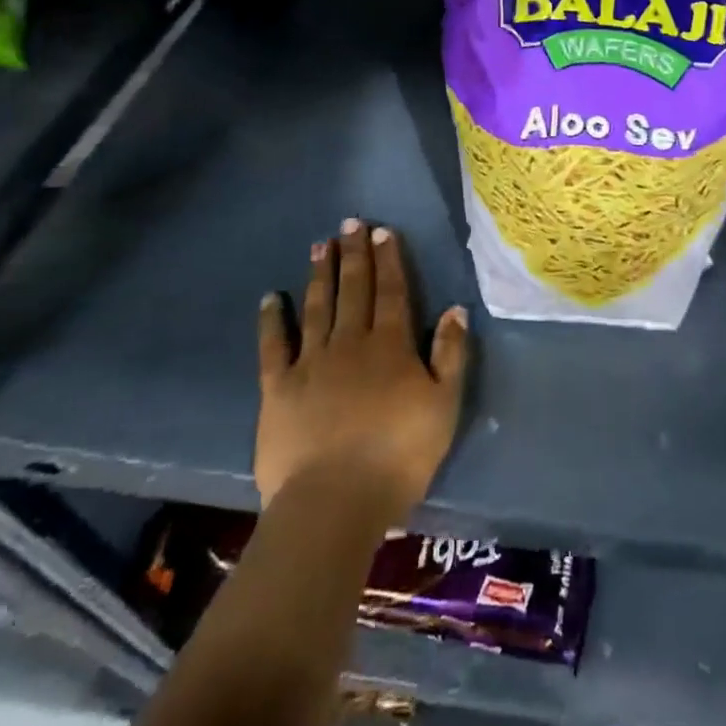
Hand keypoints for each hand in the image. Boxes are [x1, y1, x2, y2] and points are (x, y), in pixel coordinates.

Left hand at [255, 219, 469, 518]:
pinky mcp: (278, 389)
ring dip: (319, 275)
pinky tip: (270, 299)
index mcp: (391, 346)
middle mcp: (350, 343)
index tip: (383, 231)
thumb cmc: (398, 456)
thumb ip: (451, 355)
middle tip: (350, 223)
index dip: (389, 260)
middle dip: (354, 254)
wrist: (334, 503)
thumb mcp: (443, 406)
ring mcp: (311, 363)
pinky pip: (273, 346)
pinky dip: (271, 321)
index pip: (392, 291)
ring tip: (319, 245)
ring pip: (317, 307)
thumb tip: (456, 309)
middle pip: (354, 290)